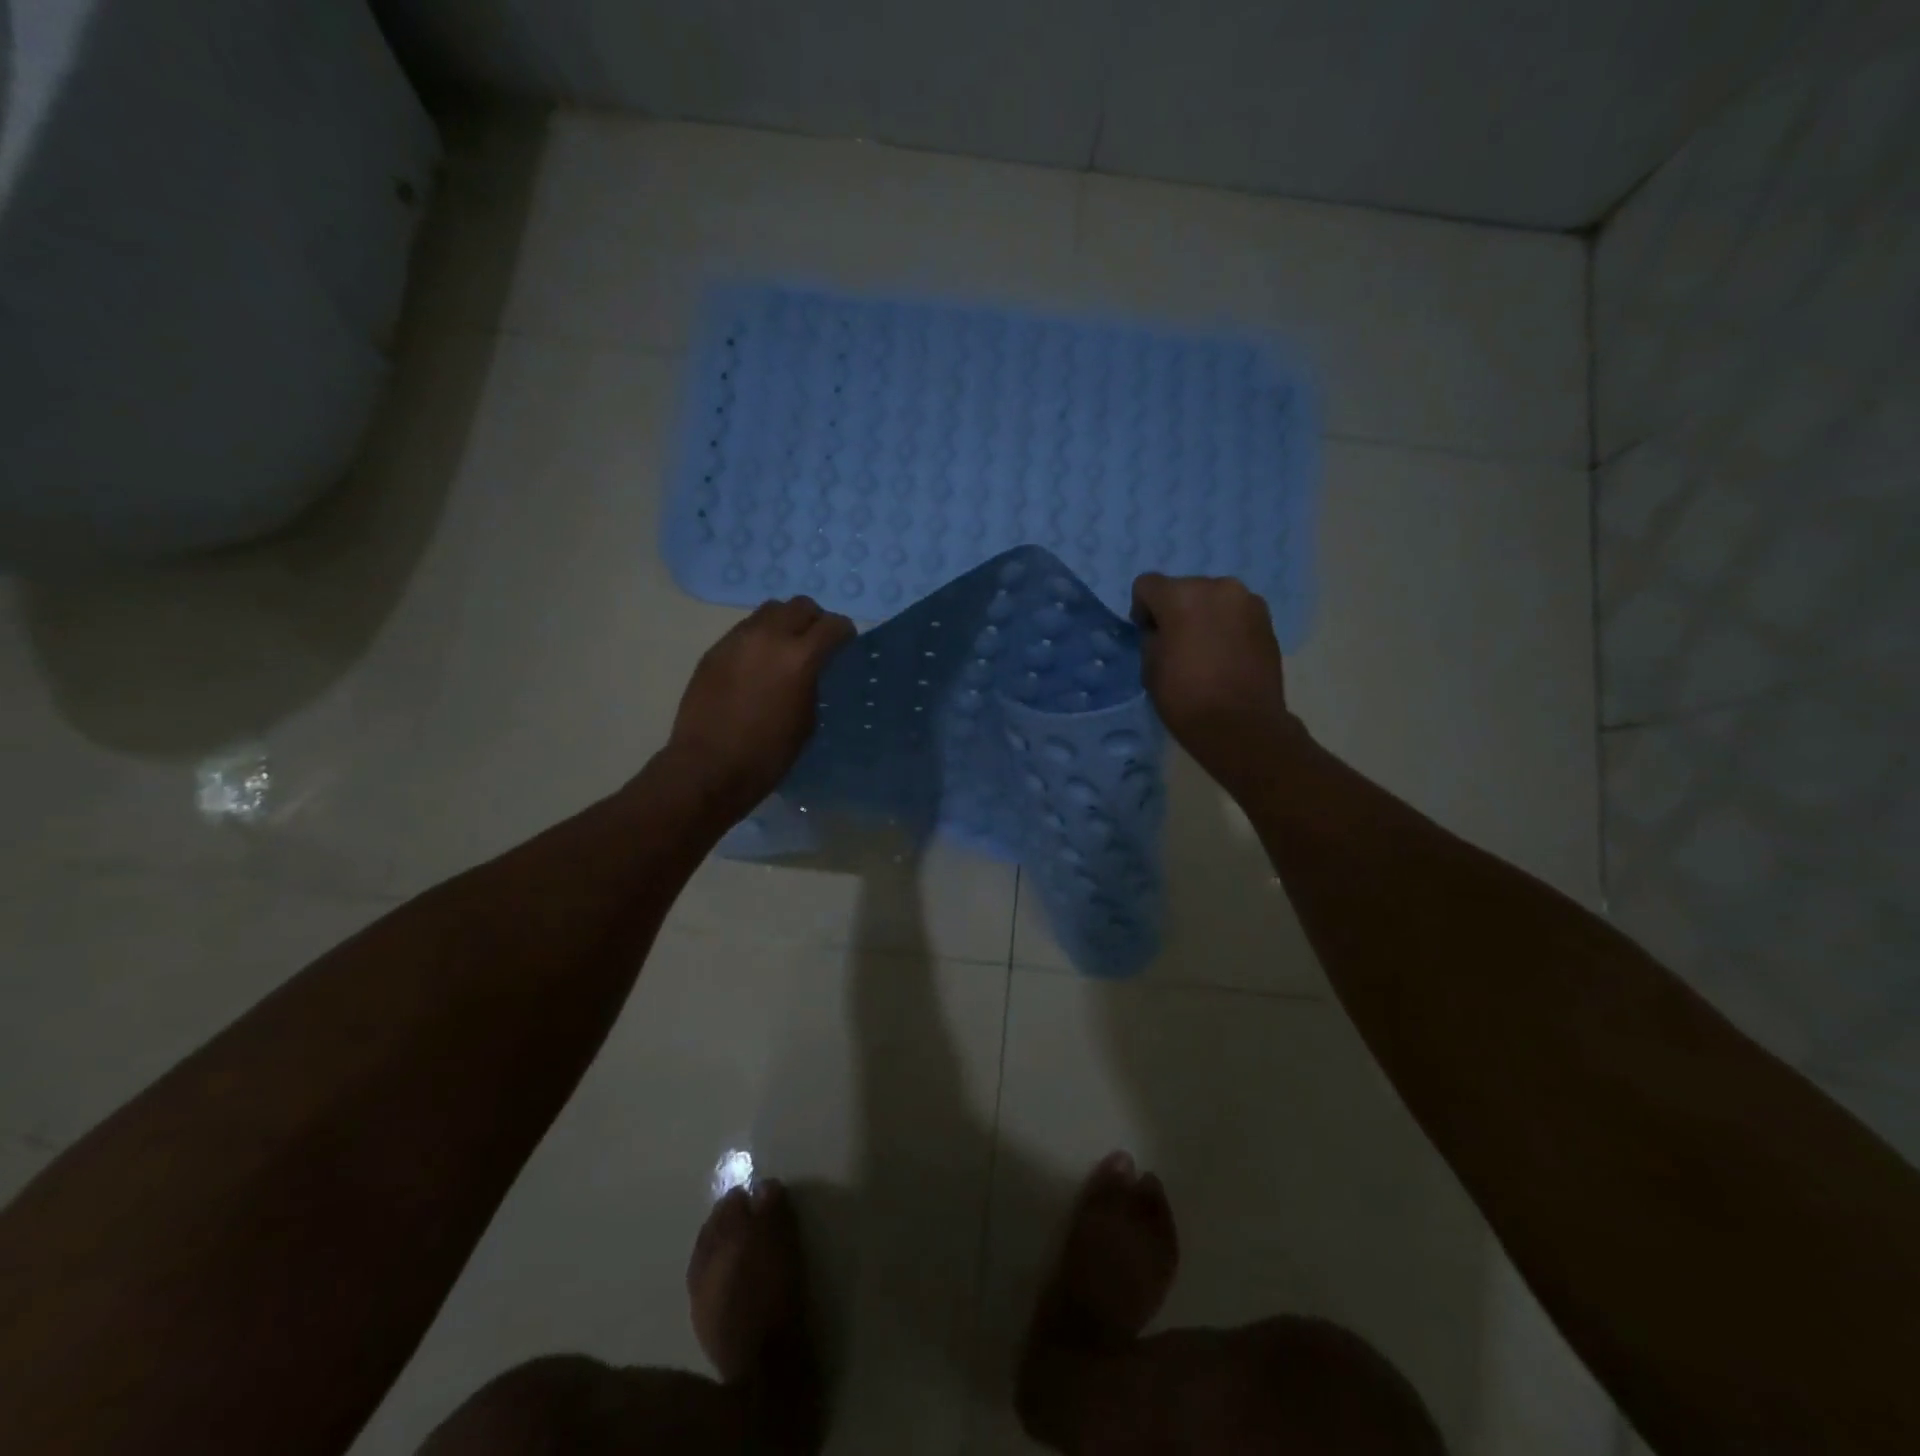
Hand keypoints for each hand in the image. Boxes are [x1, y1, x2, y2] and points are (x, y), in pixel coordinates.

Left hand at [664, 597, 854, 820]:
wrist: (709, 767)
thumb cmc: (768, 754)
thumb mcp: (808, 720)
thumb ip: (813, 683)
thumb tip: (811, 670)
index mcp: (800, 658)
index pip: (833, 625)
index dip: (844, 635)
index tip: (844, 648)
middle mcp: (768, 637)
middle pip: (800, 606)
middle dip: (814, 621)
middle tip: (816, 644)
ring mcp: (737, 640)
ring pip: (769, 611)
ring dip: (784, 624)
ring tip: (784, 651)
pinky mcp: (714, 650)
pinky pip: (744, 631)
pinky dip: (759, 639)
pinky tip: (757, 667)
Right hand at [1130, 573, 1305, 790]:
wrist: (1241, 725)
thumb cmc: (1185, 698)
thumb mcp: (1150, 667)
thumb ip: (1153, 637)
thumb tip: (1163, 630)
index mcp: (1181, 595)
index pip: (1147, 584)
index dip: (1142, 609)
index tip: (1149, 635)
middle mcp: (1217, 587)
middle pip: (1184, 588)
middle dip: (1176, 610)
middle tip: (1178, 644)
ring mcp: (1247, 601)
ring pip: (1213, 599)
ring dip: (1204, 616)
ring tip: (1206, 650)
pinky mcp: (1267, 620)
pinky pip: (1236, 613)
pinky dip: (1227, 626)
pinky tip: (1226, 655)